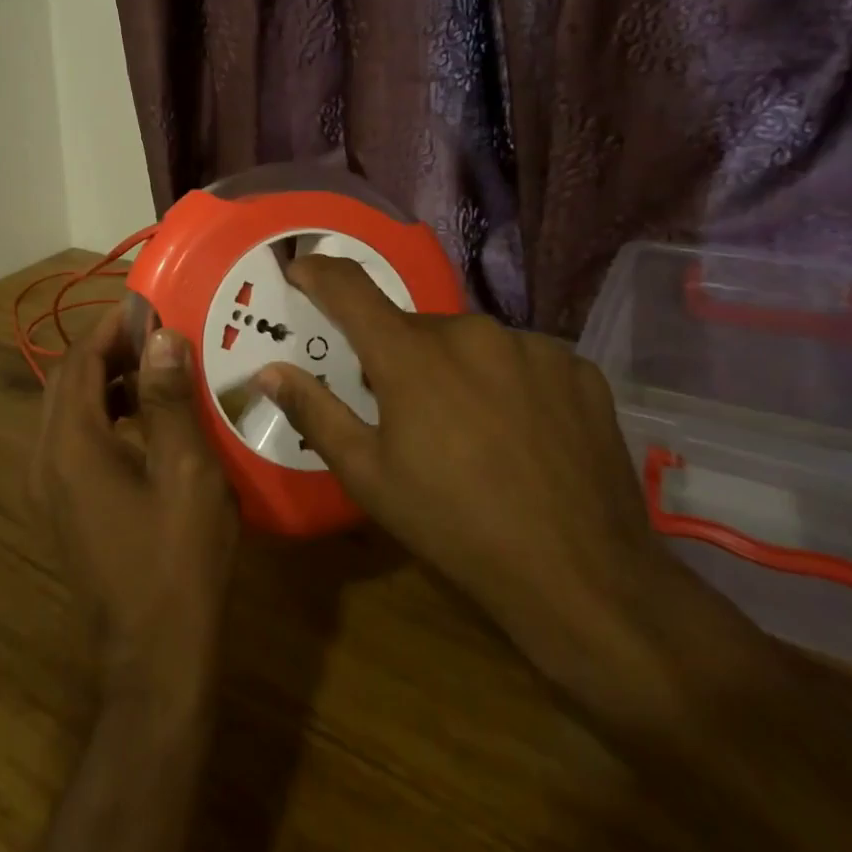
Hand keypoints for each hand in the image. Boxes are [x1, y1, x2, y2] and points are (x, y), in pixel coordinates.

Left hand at [30, 306, 239, 709]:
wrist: (155, 656)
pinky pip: (73, 440)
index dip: (111, 327)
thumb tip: (161, 336)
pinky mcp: (62, 506)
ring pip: (68, 410)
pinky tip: (145, 420)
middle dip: (108, 350)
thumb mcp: (186, 472)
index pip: (79, 362)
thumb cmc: (179, 561)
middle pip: (67, 382)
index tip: (150, 305)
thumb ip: (169, 399)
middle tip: (157, 333)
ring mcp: (48, 487)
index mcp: (70, 445)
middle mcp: (45, 459)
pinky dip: (103, 415)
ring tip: (157, 368)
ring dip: (106, 382)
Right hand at [254, 256, 671, 680]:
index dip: (318, 273)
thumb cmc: (455, 527)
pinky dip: (505, 382)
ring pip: (470, 343)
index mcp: (411, 355)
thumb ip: (314, 411)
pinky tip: (519, 433)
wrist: (584, 579)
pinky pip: (521, 360)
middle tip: (401, 411)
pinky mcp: (578, 370)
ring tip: (469, 431)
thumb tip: (268, 371)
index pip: (349, 288)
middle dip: (396, 356)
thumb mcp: (367, 476)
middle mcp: (471, 332)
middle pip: (413, 327)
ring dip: (454, 369)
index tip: (300, 271)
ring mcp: (532, 347)